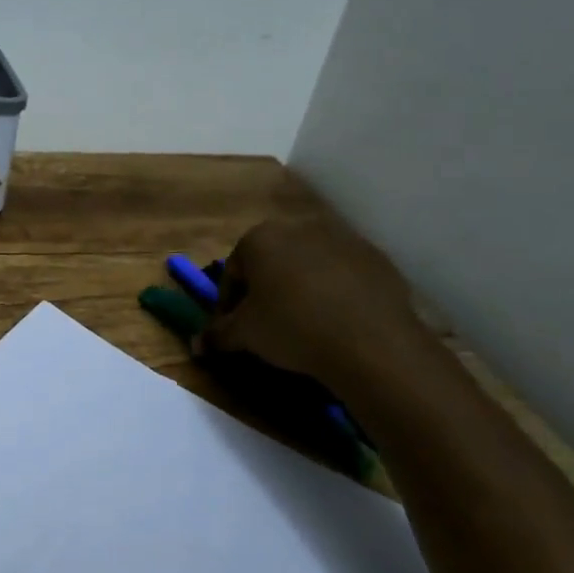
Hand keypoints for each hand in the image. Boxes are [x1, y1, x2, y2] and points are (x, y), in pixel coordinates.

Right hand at [198, 174, 421, 383]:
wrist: (371, 343)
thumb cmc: (292, 328)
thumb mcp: (245, 335)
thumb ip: (217, 335)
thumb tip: (197, 345)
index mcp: (260, 238)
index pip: (232, 271)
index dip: (228, 303)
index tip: (232, 328)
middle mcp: (299, 228)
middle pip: (271, 262)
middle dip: (265, 291)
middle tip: (266, 326)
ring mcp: (342, 239)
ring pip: (308, 266)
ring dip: (300, 289)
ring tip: (305, 325)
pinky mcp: (376, 258)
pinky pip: (344, 275)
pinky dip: (336, 293)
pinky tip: (338, 322)